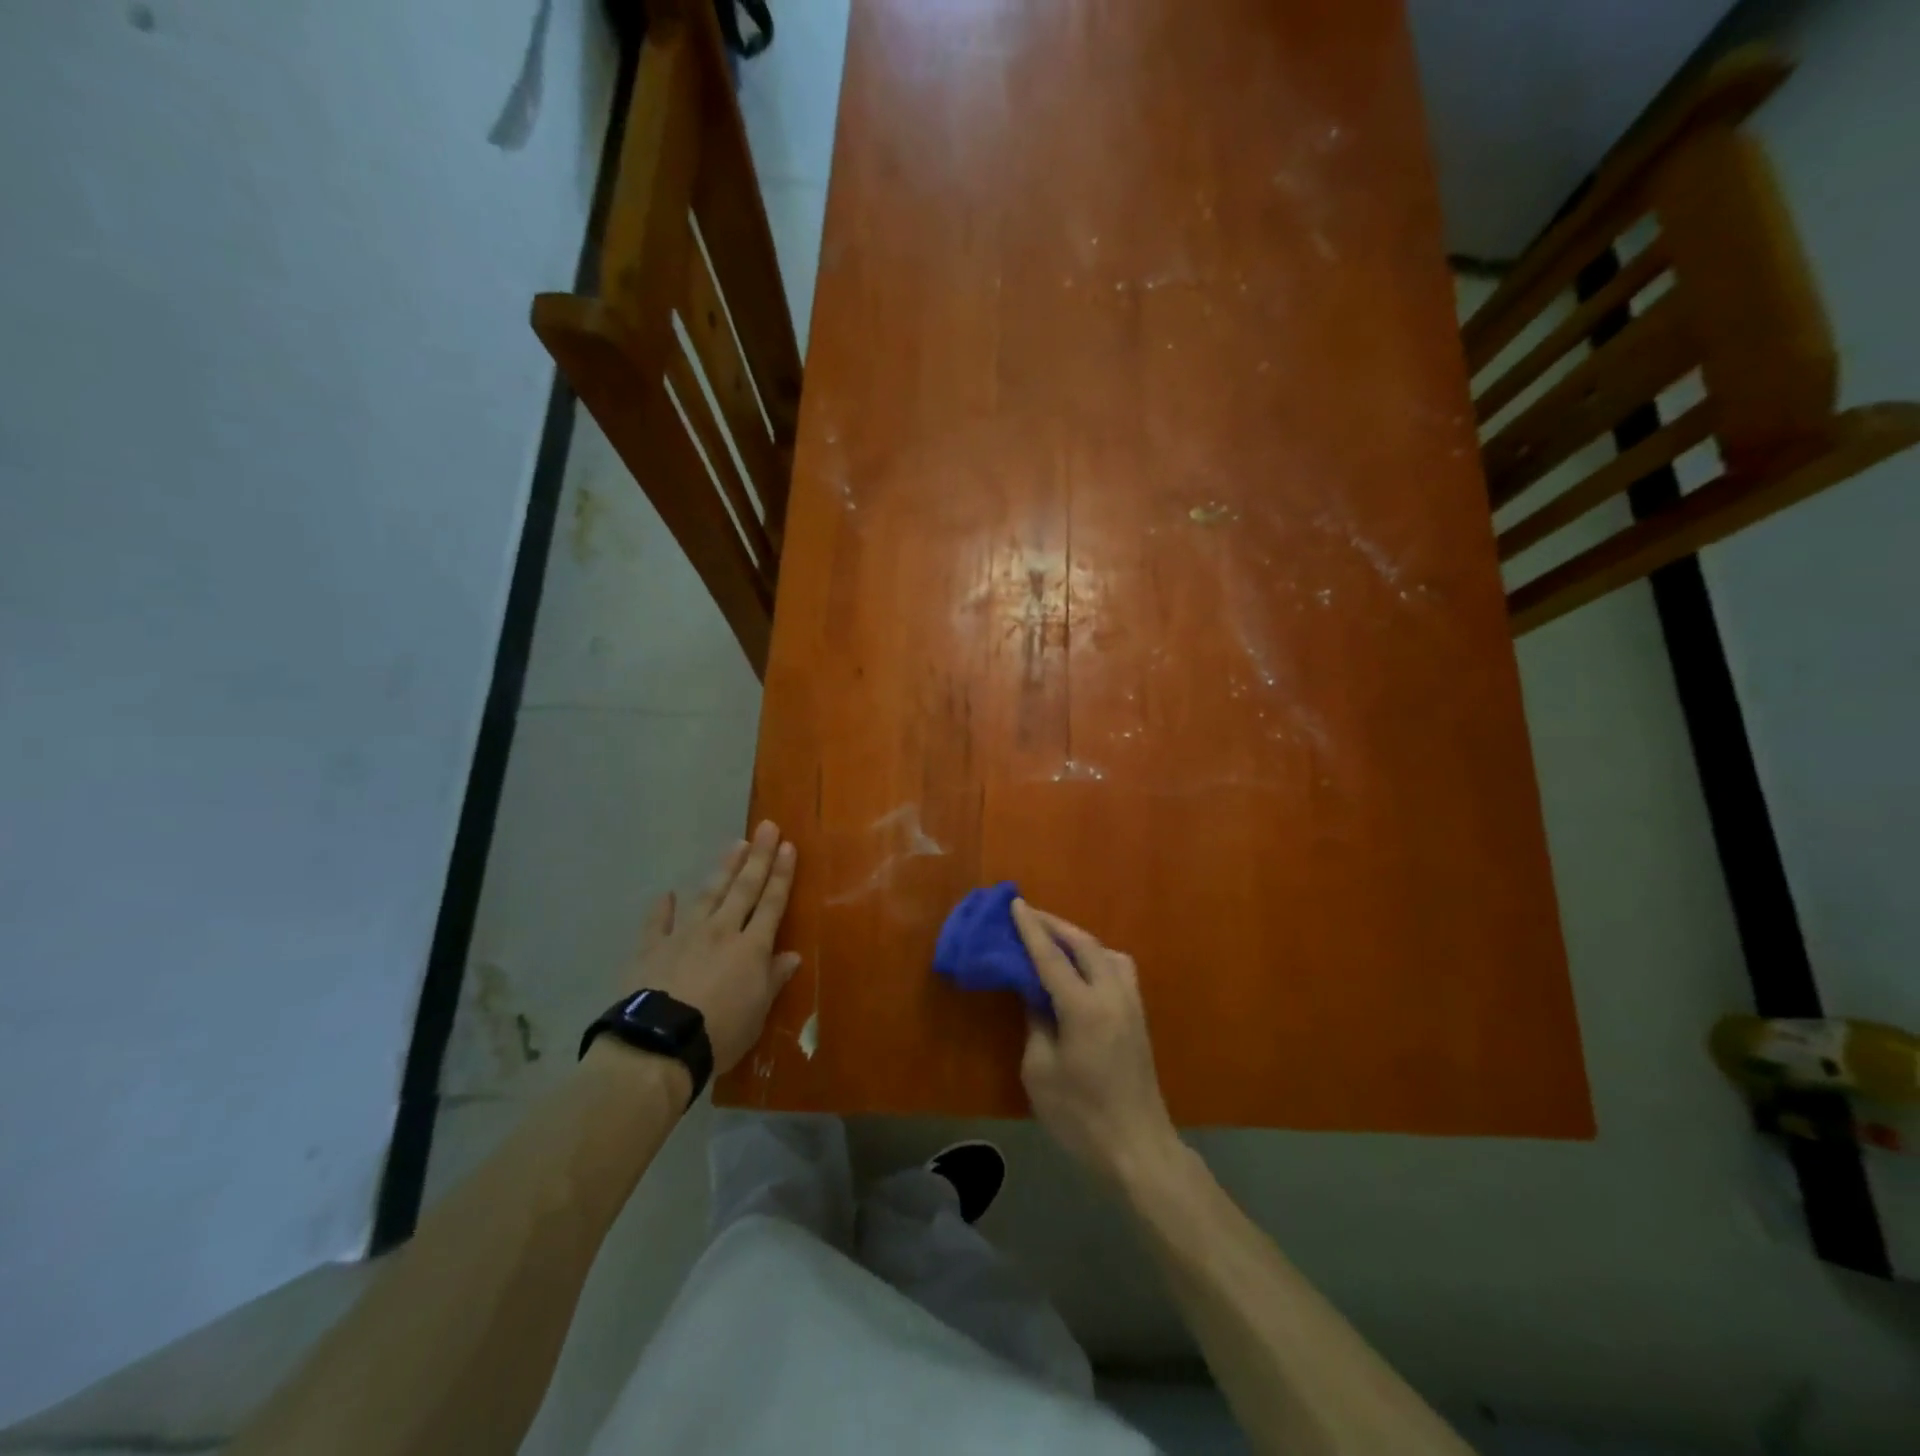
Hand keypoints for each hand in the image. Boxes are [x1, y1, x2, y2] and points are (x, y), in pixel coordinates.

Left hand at [624, 821, 800, 1073]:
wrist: (659, 1045)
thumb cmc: (719, 1034)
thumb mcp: (757, 1013)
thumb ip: (773, 980)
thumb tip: (791, 956)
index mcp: (751, 948)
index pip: (772, 903)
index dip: (781, 874)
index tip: (788, 847)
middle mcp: (721, 931)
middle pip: (744, 888)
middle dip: (759, 857)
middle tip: (767, 827)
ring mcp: (684, 936)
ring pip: (708, 894)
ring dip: (724, 869)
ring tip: (736, 845)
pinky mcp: (652, 948)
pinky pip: (658, 922)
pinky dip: (662, 908)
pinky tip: (666, 893)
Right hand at [1012, 898, 1181, 1184]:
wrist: (1137, 1147)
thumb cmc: (1080, 1116)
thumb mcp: (1040, 1071)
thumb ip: (1036, 1022)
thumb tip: (1035, 994)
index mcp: (1084, 1008)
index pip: (1052, 956)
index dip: (1031, 929)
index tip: (1015, 903)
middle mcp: (1112, 995)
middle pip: (1084, 944)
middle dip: (1055, 925)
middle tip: (1029, 914)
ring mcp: (1131, 1004)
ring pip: (1107, 951)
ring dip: (1079, 938)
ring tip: (1054, 939)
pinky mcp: (1139, 1016)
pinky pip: (1119, 968)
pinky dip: (1097, 956)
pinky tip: (1083, 968)